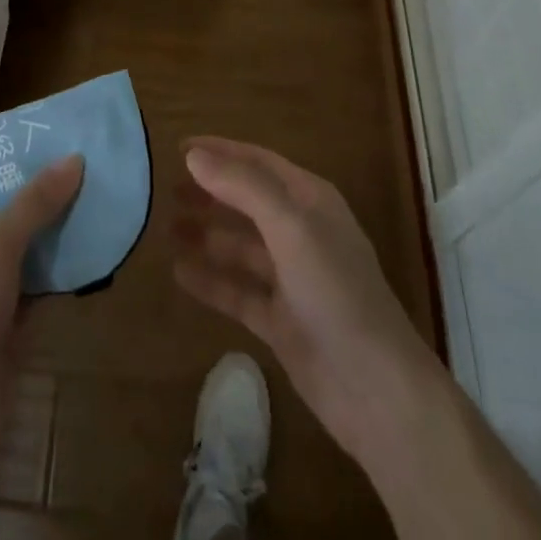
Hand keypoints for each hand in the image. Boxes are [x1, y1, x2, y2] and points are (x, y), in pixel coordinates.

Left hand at [0, 156, 84, 539]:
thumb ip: (35, 202)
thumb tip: (74, 159)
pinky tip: (88, 256)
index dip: (9, 161)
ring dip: (50, 235)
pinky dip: (53, 274)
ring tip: (94, 206)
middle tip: (83, 173)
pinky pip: (29, 286)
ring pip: (17, 250)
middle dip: (38, 197)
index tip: (51, 146)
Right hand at [173, 137, 437, 475]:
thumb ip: (241, 187)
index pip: (257, 162)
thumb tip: (192, 155)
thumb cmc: (336, 291)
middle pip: (246, 201)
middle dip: (208, 192)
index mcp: (310, 200)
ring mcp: (290, 279)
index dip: (219, 152)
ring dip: (205, 234)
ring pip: (239, 246)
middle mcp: (300, 232)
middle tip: (164, 189)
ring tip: (164, 227)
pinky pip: (237, 291)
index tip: (177, 148)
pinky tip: (178, 273)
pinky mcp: (280, 321)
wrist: (377, 390)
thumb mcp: (290, 227)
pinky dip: (210, 280)